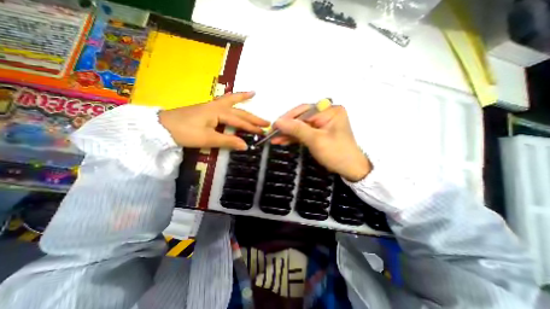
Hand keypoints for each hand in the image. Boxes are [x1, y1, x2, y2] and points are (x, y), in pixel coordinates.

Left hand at [158, 91, 269, 148]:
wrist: (162, 126)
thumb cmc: (185, 132)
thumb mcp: (208, 139)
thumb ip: (228, 141)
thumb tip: (245, 146)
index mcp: (219, 113)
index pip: (240, 122)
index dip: (252, 128)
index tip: (263, 133)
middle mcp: (218, 106)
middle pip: (239, 112)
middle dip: (253, 117)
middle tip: (266, 122)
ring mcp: (212, 106)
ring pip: (231, 101)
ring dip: (243, 99)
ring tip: (253, 94)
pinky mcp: (207, 108)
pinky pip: (223, 101)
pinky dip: (231, 98)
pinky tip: (234, 97)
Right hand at [273, 106, 371, 181]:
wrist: (350, 169)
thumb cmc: (337, 153)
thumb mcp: (316, 140)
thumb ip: (297, 129)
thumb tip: (278, 122)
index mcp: (330, 110)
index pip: (304, 110)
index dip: (288, 118)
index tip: (275, 125)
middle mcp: (326, 113)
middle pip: (301, 117)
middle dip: (287, 126)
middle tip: (273, 133)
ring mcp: (322, 123)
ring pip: (300, 125)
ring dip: (288, 132)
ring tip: (274, 138)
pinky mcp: (318, 132)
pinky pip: (304, 132)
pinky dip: (294, 137)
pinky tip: (283, 140)